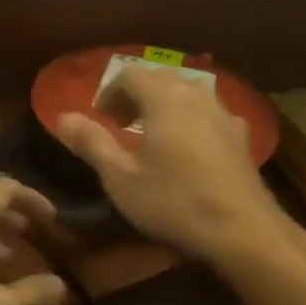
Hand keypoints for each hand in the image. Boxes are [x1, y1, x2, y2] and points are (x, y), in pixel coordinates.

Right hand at [55, 66, 302, 265]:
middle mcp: (196, 95)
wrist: (243, 231)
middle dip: (135, 94)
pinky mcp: (240, 136)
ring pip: (188, 92)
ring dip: (163, 104)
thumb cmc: (174, 202)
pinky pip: (208, 112)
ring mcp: (224, 114)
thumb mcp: (120, 177)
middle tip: (119, 123)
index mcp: (164, 99)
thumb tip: (62, 117)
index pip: (130, 73)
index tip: (99, 117)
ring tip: (150, 133)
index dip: (109, 91)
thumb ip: (91, 142)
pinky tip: (186, 148)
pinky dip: (188, 118)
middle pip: (161, 77)